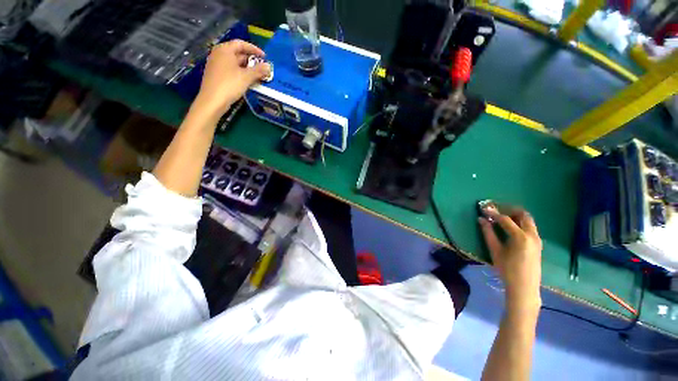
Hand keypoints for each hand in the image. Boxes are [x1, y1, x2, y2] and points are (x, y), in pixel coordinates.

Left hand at [193, 40, 271, 117]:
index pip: (241, 44)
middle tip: (262, 68)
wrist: (213, 100)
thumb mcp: (246, 77)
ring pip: (234, 62)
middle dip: (251, 60)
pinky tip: (247, 80)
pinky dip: (240, 72)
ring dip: (247, 67)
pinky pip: (231, 69)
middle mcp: (219, 54)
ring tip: (257, 75)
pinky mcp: (216, 74)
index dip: (254, 49)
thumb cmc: (230, 85)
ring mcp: (216, 64)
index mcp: (225, 50)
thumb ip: (258, 70)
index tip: (264, 56)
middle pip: (237, 53)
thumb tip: (268, 66)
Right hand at [479, 205, 542, 311]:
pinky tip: (510, 227)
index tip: (483, 208)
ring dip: (515, 215)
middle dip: (509, 209)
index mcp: (521, 237)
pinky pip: (530, 227)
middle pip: (522, 214)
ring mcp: (537, 239)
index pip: (505, 219)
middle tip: (496, 209)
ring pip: (528, 220)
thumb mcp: (495, 250)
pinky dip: (520, 222)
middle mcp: (532, 235)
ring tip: (501, 217)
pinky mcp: (538, 243)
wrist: (524, 287)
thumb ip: (488, 233)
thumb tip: (481, 219)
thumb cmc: (507, 269)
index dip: (493, 213)